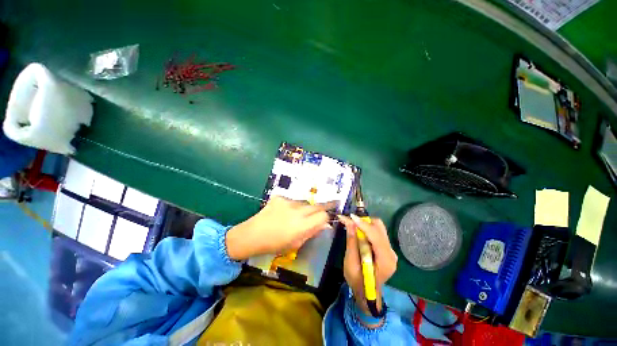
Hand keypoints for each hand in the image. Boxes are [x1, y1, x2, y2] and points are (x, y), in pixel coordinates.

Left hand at [226, 196, 334, 260]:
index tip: (327, 218)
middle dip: (324, 207)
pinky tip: (283, 212)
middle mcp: (297, 211)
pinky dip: (292, 205)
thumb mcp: (296, 243)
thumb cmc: (274, 244)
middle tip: (327, 207)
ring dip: (305, 207)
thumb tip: (324, 224)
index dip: (327, 217)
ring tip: (296, 215)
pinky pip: (292, 200)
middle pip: (317, 205)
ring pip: (305, 202)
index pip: (324, 215)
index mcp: (302, 226)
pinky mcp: (280, 197)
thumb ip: (311, 232)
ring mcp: (288, 202)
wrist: (252, 235)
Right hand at [339, 214, 397, 317]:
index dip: (364, 225)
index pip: (376, 237)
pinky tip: (358, 232)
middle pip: (379, 228)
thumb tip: (350, 223)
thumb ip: (352, 242)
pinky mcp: (385, 248)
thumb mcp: (350, 263)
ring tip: (352, 226)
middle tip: (350, 222)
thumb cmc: (357, 281)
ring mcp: (389, 250)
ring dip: (365, 224)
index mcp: (385, 261)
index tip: (351, 217)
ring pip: (378, 228)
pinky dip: (366, 229)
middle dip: (364, 222)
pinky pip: (376, 232)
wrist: (366, 293)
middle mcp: (391, 253)